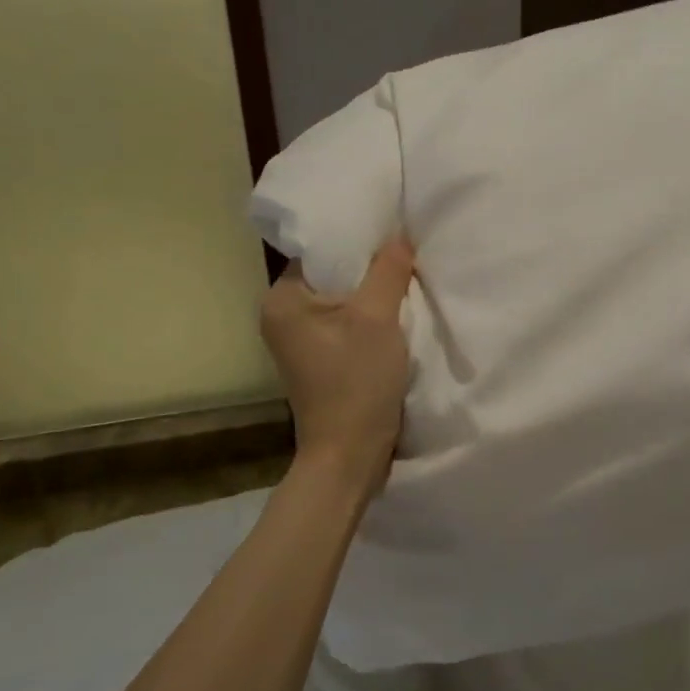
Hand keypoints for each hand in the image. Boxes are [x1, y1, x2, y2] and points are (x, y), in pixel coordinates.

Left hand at [260, 237, 416, 499]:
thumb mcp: (377, 318)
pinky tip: (396, 319)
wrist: (350, 454)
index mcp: (282, 300)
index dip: (359, 243)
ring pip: (344, 302)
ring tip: (406, 286)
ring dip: (373, 297)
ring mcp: (300, 342)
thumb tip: (398, 237)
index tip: (395, 238)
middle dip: (370, 271)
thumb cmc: (357, 381)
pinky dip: (370, 320)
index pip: (321, 251)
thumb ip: (388, 271)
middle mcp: (282, 316)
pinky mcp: (319, 361)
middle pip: (334, 276)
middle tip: (407, 260)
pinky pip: (347, 325)